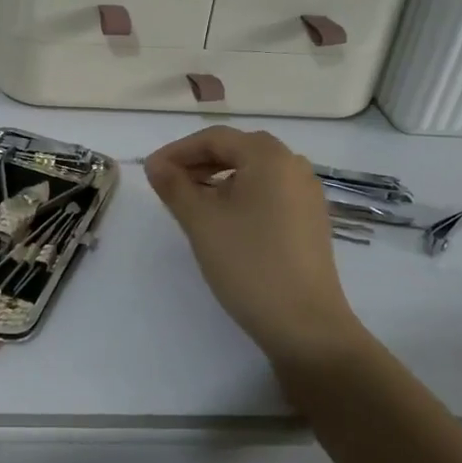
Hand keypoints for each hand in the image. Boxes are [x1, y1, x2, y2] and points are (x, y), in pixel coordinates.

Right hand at [145, 126, 371, 371]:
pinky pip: (269, 191)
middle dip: (198, 161)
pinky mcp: (310, 219)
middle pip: (237, 149)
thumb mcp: (200, 221)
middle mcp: (293, 166)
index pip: (215, 138)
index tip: (151, 172)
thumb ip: (174, 186)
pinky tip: (223, 219)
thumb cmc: (247, 263)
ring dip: (219, 177)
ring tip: (190, 201)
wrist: (304, 324)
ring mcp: (307, 194)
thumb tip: (155, 164)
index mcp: (269, 157)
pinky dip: (241, 194)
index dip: (178, 150)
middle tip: (168, 183)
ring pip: (254, 171)